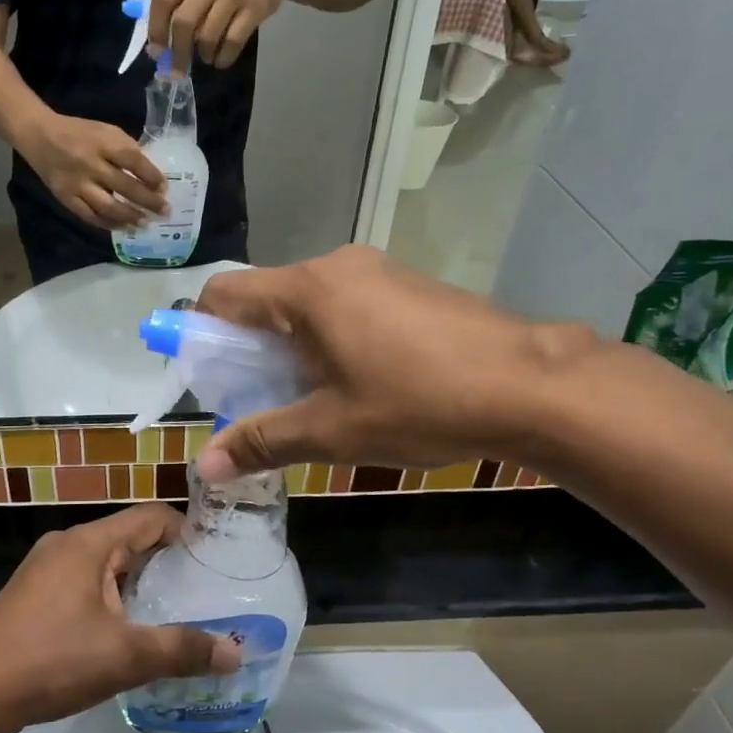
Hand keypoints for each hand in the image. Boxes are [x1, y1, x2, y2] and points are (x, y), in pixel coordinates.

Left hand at [0, 505, 241, 732]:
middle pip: (129, 537)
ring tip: (172, 612)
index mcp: (89, 542)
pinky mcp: (33, 593)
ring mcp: (45, 568)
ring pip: (106, 562)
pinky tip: (124, 630)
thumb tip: (235, 652)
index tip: (216, 560)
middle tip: (203, 591)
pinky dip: (111, 595)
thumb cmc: (51, 661)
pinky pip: (84, 580)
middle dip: (166, 561)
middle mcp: (67, 544)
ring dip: (138, 581)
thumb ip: (181, 650)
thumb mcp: (124, 657)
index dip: (187, 532)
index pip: (151, 516)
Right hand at [21, 112, 168, 228]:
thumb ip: (126, 149)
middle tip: (164, 212)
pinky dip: (108, 224)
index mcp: (103, 142)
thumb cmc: (79, 132)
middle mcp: (91, 164)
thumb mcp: (106, 131)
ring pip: (108, 207)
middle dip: (148, 201)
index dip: (152, 176)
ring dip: (130, 217)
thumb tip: (149, 175)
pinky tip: (122, 227)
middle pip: (125, 187)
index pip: (134, 161)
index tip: (165, 188)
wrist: (39, 136)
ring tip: (145, 224)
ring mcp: (77, 184)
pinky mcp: (66, 198)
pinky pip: (90, 216)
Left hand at [149, 0, 296, 71]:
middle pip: (183, 22)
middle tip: (178, 69)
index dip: (156, 29)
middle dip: (178, 52)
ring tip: (206, 57)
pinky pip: (232, 42)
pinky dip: (223, 58)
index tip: (157, 52)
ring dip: (204, 55)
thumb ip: (180, 1)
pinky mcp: (256, 7)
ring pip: (207, 36)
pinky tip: (221, 60)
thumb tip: (159, 46)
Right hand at [195, 246, 599, 479]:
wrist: (531, 384)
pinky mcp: (407, 283)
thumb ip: (263, 440)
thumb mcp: (332, 430)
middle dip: (251, 349)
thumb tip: (205, 465)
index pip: (223, 294)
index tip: (212, 378)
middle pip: (264, 299)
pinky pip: (345, 304)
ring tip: (317, 397)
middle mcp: (335, 267)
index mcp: (306, 291)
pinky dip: (330, 337)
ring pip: (306, 304)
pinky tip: (362, 379)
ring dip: (293, 346)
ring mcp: (376, 271)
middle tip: (264, 400)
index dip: (201, 333)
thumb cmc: (420, 403)